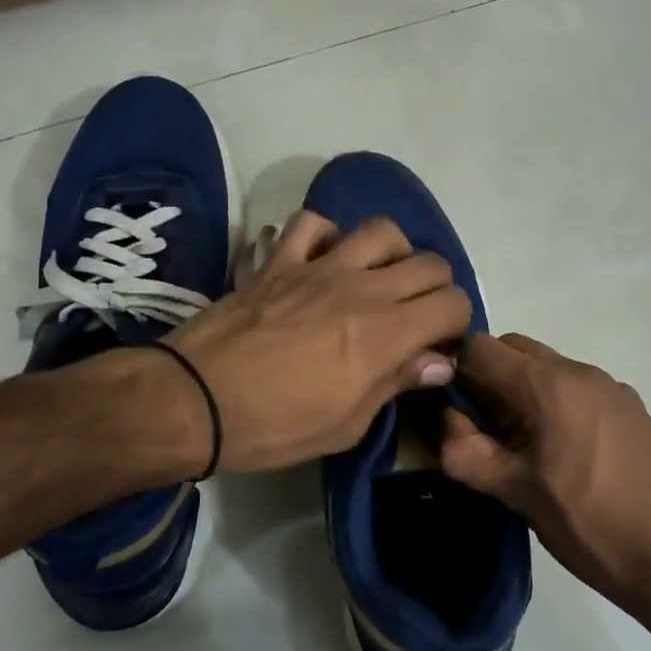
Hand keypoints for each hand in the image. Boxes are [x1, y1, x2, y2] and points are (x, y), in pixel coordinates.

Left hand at [168, 211, 473, 471]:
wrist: (194, 401)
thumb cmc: (276, 426)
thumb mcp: (347, 425)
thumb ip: (396, 383)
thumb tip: (437, 362)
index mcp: (386, 333)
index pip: (452, 303)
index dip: (455, 326)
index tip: (437, 350)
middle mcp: (362, 288)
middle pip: (429, 262)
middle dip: (436, 290)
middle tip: (415, 319)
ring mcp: (318, 267)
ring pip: (379, 230)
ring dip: (392, 253)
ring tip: (378, 280)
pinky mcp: (278, 261)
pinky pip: (311, 224)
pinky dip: (325, 236)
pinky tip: (322, 260)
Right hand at [439, 333, 650, 603]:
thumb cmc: (588, 524)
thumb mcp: (515, 492)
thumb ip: (465, 451)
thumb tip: (445, 421)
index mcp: (547, 384)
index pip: (478, 347)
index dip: (453, 372)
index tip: (451, 411)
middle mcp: (580, 370)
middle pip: (513, 350)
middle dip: (487, 378)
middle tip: (484, 430)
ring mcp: (611, 386)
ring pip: (546, 367)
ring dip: (521, 391)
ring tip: (524, 446)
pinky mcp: (631, 406)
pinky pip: (576, 387)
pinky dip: (554, 402)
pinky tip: (564, 453)